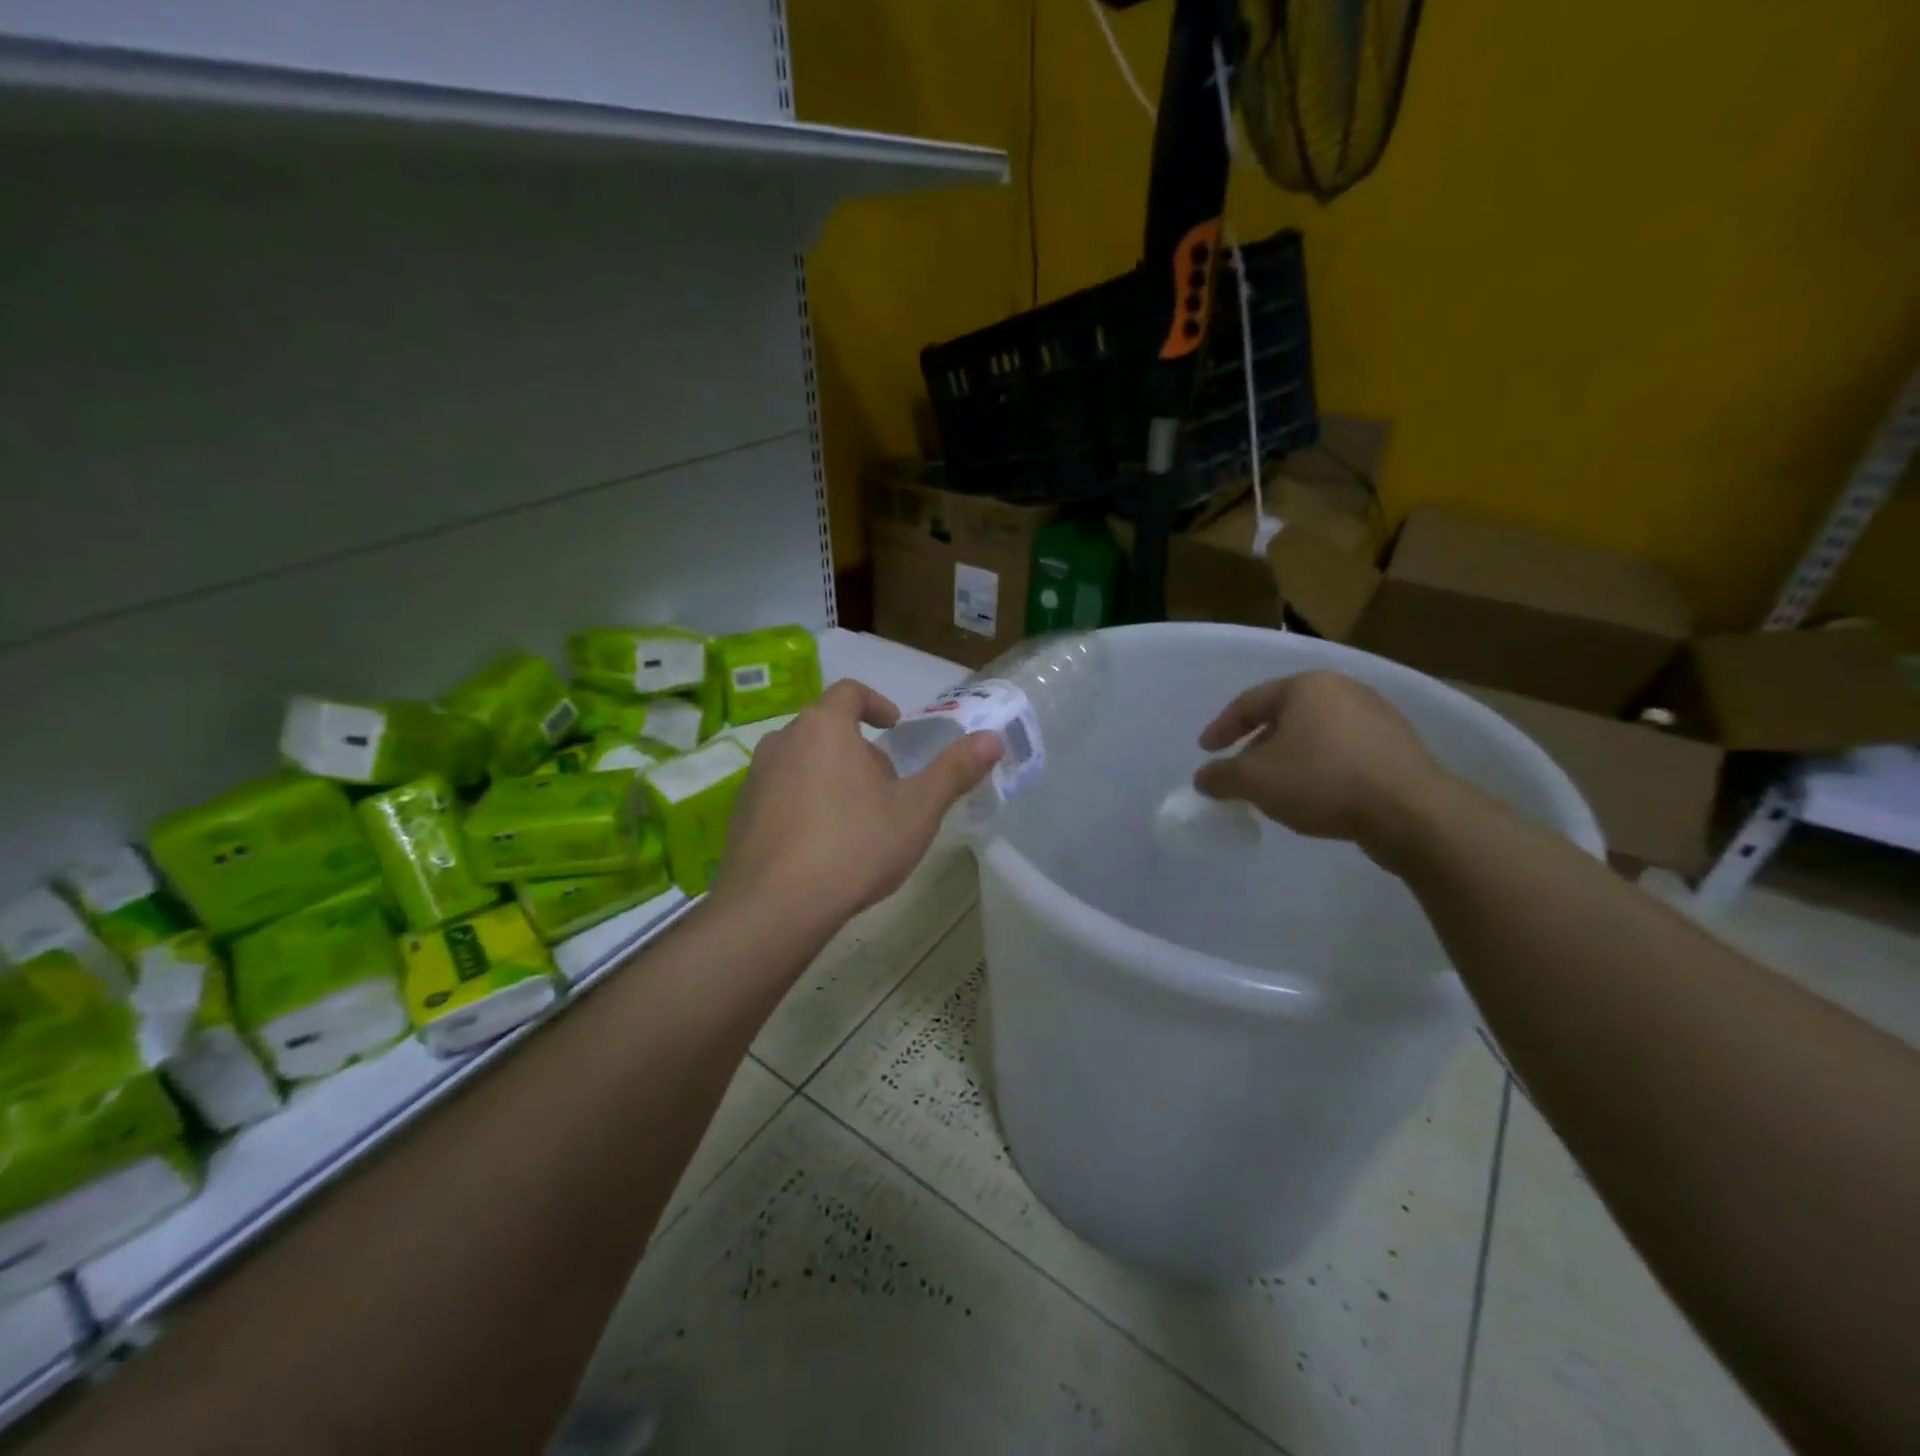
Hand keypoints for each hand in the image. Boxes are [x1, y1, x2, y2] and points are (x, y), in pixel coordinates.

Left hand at [716, 679, 1001, 932]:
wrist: (775, 906)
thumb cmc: (854, 846)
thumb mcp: (917, 809)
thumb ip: (955, 770)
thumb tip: (993, 738)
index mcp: (824, 727)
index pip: (849, 692)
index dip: (876, 703)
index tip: (894, 727)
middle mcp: (782, 741)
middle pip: (826, 729)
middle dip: (858, 750)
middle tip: (885, 787)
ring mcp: (755, 778)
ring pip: (801, 762)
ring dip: (829, 777)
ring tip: (855, 819)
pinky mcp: (739, 814)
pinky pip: (779, 795)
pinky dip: (802, 804)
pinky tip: (820, 846)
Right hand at [1193, 670, 1448, 855]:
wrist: (1410, 812)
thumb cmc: (1322, 781)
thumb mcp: (1255, 781)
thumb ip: (1221, 776)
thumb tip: (1204, 778)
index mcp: (1306, 687)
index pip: (1250, 702)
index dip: (1221, 728)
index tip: (1206, 751)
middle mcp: (1343, 690)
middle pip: (1285, 715)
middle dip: (1257, 744)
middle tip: (1241, 771)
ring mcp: (1377, 716)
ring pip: (1316, 734)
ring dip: (1289, 757)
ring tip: (1277, 786)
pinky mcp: (1398, 746)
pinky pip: (1344, 751)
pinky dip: (1321, 767)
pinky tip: (1316, 794)